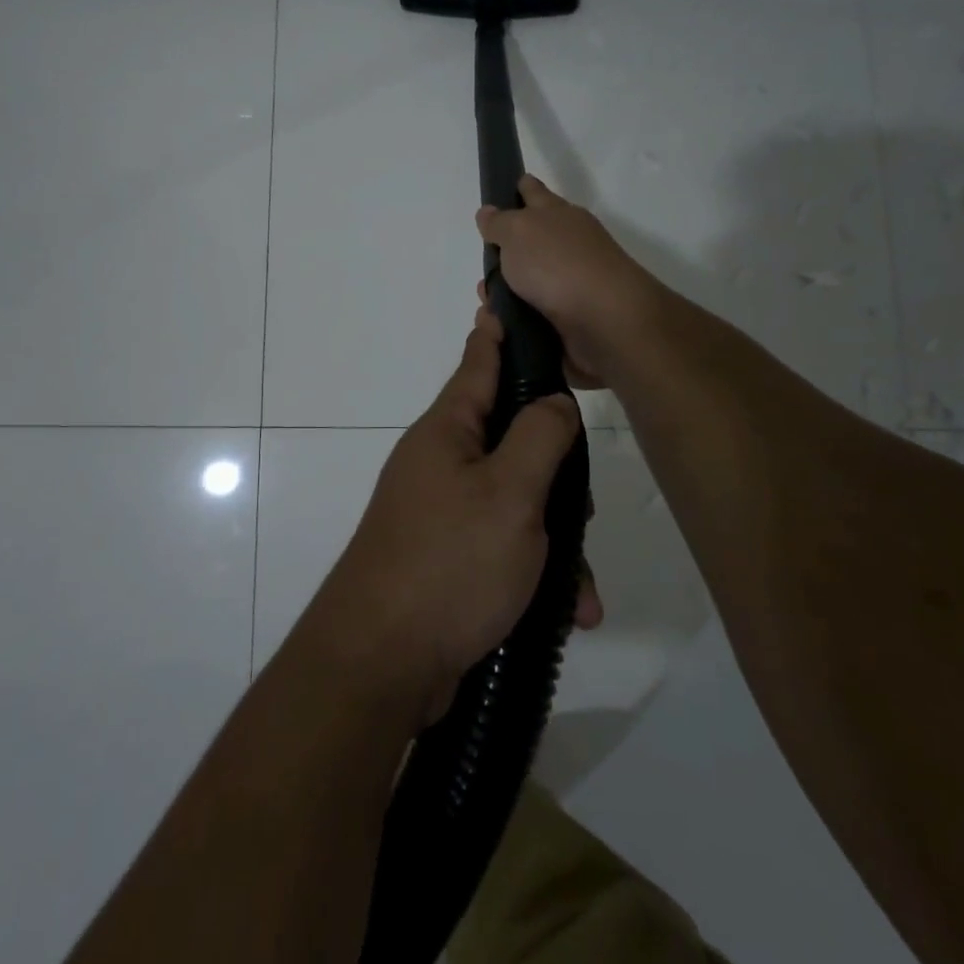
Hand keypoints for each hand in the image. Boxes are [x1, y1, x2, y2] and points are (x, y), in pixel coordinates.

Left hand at [301, 318, 601, 724]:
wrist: (381, 663)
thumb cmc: (449, 562)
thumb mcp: (510, 493)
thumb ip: (539, 437)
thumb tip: (553, 400)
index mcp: (448, 431)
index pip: (479, 362)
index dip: (499, 332)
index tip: (508, 300)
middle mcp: (441, 463)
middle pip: (511, 439)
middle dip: (554, 469)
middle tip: (582, 504)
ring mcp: (442, 511)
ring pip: (516, 500)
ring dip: (553, 537)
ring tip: (580, 584)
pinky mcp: (448, 558)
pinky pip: (504, 547)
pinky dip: (535, 572)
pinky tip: (567, 612)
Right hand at [475, 175, 663, 389]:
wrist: (604, 322)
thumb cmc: (558, 265)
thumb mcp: (519, 232)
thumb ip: (499, 223)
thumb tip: (488, 213)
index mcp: (559, 216)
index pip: (536, 193)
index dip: (523, 188)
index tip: (513, 185)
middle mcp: (568, 246)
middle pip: (531, 242)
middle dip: (506, 252)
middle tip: (485, 263)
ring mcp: (571, 284)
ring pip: (528, 283)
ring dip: (505, 293)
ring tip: (486, 304)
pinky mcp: (569, 320)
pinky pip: (531, 315)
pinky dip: (515, 319)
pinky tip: (499, 326)